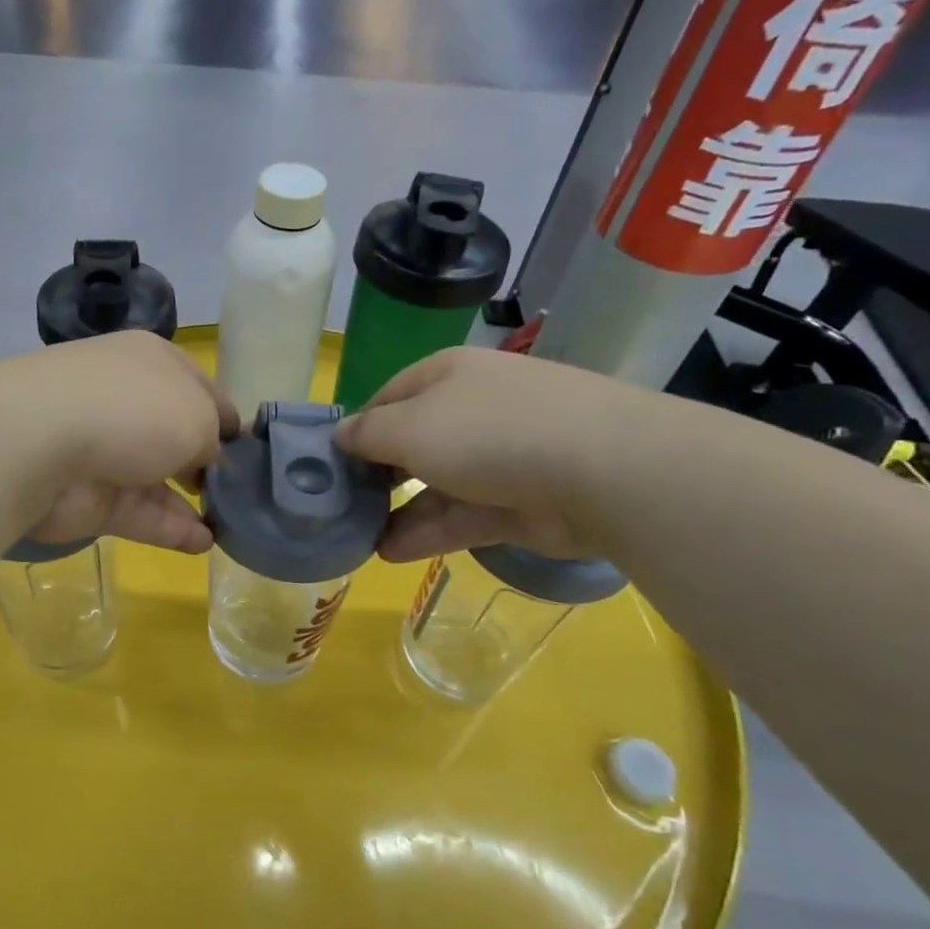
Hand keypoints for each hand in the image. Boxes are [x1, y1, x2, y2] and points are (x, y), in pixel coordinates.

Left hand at [3, 331, 237, 552]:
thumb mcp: (197, 415)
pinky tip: (205, 543)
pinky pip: (142, 514)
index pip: (201, 389)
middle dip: (209, 463)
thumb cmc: (133, 410)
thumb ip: (213, 438)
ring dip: (195, 502)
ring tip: (232, 525)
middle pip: (178, 435)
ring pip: (160, 479)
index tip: (253, 451)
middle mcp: (129, 403)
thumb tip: (208, 457)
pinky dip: (173, 529)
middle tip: (242, 492)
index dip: (228, 420)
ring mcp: (108, 452)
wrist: (41, 444)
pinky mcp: (94, 498)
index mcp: (153, 364)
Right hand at [335, 347, 649, 561]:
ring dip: (398, 511)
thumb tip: (340, 436)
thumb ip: (367, 434)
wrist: (600, 471)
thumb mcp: (409, 426)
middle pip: (413, 443)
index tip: (329, 464)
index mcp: (447, 376)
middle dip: (377, 475)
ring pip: (436, 485)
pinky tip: (390, 553)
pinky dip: (428, 533)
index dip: (357, 429)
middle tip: (342, 506)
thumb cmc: (488, 431)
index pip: (388, 398)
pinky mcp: (519, 504)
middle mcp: (473, 410)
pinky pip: (462, 516)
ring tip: (359, 539)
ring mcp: (501, 458)